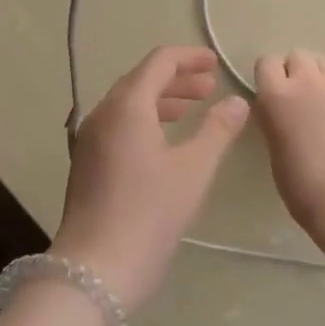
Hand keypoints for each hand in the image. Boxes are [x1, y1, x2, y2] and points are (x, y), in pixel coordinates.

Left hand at [50, 46, 249, 310]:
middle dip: (176, 80)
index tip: (215, 64)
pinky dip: (145, 120)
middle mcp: (102, 114)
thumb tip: (236, 102)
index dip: (188, 58)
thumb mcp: (193, 170)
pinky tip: (164, 142)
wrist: (95, 268)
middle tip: (210, 88)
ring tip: (192, 110)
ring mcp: (90, 138)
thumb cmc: (149, 213)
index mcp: (126, 106)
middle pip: (140, 80)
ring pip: (128, 104)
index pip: (158, 62)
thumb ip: (217, 131)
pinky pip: (118, 125)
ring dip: (161, 101)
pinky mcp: (88, 162)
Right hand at [253, 51, 324, 236]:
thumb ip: (272, 115)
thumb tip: (278, 106)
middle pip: (298, 55)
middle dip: (297, 72)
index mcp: (275, 93)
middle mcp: (305, 80)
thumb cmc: (300, 182)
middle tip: (301, 99)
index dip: (270, 76)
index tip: (273, 95)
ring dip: (323, 77)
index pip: (266, 61)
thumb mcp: (271, 143)